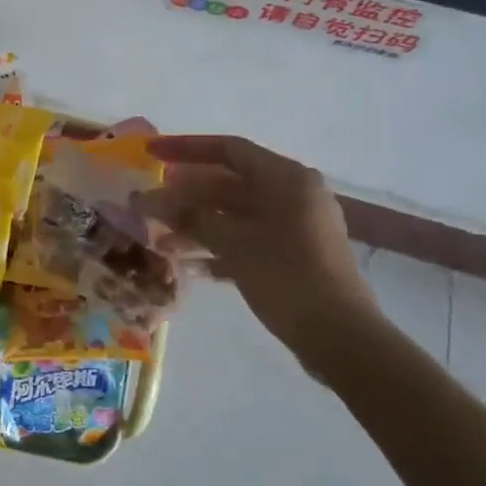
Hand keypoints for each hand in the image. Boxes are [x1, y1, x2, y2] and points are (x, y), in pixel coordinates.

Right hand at [139, 135, 381, 378]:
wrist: (340, 337)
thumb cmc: (287, 277)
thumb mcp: (233, 243)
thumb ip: (188, 217)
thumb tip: (145, 199)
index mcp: (286, 178)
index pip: (228, 150)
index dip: (185, 149)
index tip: (150, 154)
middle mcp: (293, 194)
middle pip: (229, 183)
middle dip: (186, 196)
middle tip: (148, 205)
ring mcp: (296, 226)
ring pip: (236, 215)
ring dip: (198, 226)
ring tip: (159, 242)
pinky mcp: (294, 255)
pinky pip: (248, 239)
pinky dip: (219, 247)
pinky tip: (189, 266)